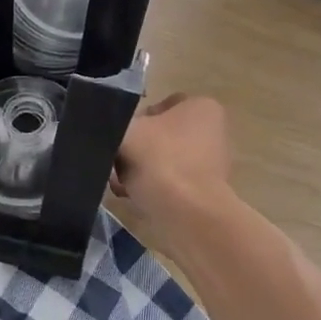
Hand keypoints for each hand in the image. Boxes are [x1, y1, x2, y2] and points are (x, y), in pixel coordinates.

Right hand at [112, 94, 233, 240]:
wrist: (187, 214)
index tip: (119, 135)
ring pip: (161, 160)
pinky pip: (168, 183)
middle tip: (114, 161)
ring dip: (138, 170)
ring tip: (119, 182)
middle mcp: (212, 132)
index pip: (159, 105)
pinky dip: (150, 188)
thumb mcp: (127, 129)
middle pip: (159, 135)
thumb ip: (114, 122)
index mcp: (201, 107)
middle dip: (136, 148)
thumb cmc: (161, 160)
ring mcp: (210, 164)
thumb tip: (108, 127)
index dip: (135, 119)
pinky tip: (130, 196)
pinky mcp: (203, 193)